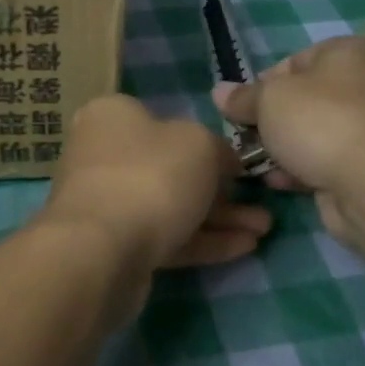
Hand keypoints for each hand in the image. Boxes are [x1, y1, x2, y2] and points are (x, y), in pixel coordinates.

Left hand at [41, 94, 270, 270]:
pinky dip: (202, 241)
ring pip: (171, 206)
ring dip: (218, 218)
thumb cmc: (151, 175)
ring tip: (264, 230)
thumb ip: (218, 149)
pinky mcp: (114, 245)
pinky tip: (244, 248)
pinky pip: (165, 237)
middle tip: (260, 203)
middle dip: (220, 189)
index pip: (164, 121)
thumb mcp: (200, 144)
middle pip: (170, 168)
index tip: (239, 163)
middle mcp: (103, 154)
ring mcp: (107, 202)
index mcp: (113, 116)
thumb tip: (223, 161)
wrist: (101, 249)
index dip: (206, 141)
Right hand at [213, 36, 364, 254]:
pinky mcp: (359, 164)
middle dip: (268, 120)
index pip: (292, 62)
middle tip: (243, 137)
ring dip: (278, 148)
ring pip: (307, 133)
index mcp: (345, 54)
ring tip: (251, 163)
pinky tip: (275, 181)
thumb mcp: (268, 100)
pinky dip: (296, 169)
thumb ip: (242, 97)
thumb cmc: (317, 122)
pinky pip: (318, 160)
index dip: (262, 84)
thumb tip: (219, 92)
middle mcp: (359, 85)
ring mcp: (361, 127)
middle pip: (299, 100)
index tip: (242, 107)